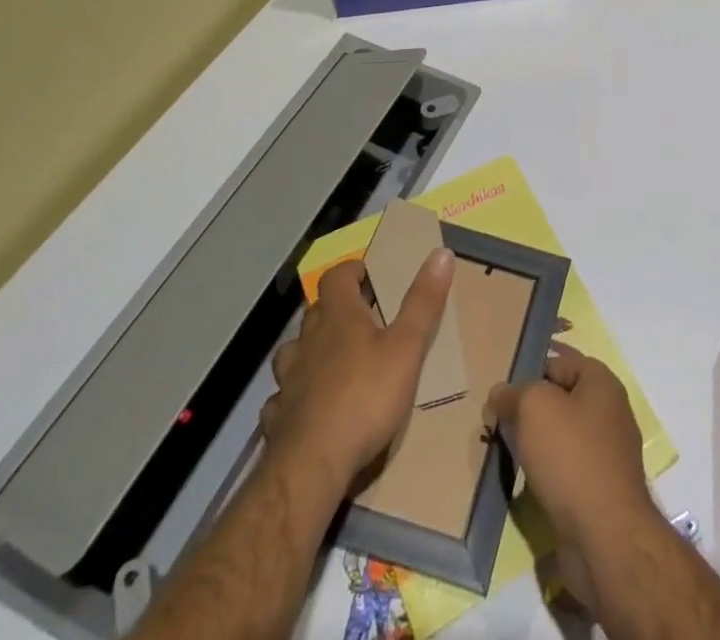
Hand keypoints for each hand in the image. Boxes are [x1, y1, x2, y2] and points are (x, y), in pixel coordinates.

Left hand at [262, 251, 454, 491]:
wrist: (312, 467)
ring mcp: (288, 380)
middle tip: (360, 318)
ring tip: (330, 359)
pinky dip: (293, 395)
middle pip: (315, 311)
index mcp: (338, 317)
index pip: (336, 277)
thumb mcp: (407, 347)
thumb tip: (441, 252)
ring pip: (292, 352)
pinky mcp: (278, 418)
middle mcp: (308, 341)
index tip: (369, 275)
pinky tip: (305, 407)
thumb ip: (423, 302)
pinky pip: (281, 397)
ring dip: (309, 349)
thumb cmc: (365, 398)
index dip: (352, 271)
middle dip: (335, 309)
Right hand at [488, 348, 657, 608]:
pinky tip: (523, 480)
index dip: (530, 369)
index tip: (501, 386)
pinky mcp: (600, 490)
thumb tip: (500, 393)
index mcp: (602, 383)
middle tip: (497, 418)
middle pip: (561, 399)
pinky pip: (566, 468)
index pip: (560, 361)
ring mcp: (608, 454)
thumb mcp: (535, 407)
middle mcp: (610, 412)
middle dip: (530, 408)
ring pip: (562, 435)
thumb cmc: (571, 457)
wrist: (605, 538)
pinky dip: (546, 471)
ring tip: (505, 448)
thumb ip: (515, 393)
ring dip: (536, 442)